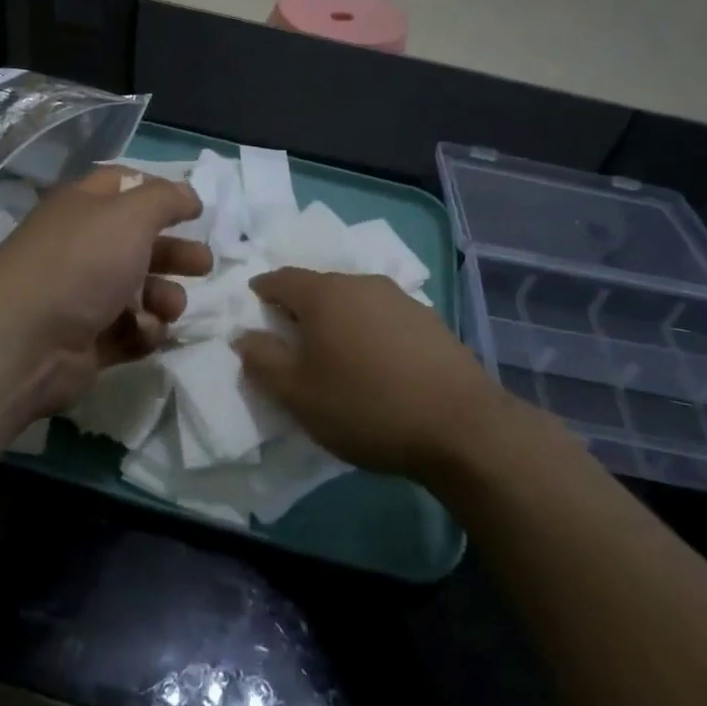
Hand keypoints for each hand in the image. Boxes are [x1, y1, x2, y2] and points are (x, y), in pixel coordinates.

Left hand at [0, 167, 210, 422]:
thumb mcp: (130, 214)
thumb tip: (190, 195)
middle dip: (176, 253)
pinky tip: (143, 331)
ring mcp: (85, 296)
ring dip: (165, 297)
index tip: (193, 209)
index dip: (160, 193)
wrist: (26, 341)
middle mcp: (84, 247)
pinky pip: (132, 330)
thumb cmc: (81, 263)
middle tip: (203, 264)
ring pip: (142, 291)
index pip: (124, 186)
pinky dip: (144, 331)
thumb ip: (166, 199)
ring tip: (169, 306)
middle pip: (141, 243)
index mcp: (84, 208)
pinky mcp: (90, 340)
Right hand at [232, 268, 523, 482]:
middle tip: (290, 338)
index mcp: (324, 294)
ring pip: (354, 301)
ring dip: (337, 320)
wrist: (461, 427)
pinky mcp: (431, 322)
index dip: (262, 290)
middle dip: (300, 307)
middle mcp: (362, 284)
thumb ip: (263, 360)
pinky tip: (375, 362)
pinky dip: (368, 331)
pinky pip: (383, 317)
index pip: (281, 279)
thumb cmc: (365, 406)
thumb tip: (245, 335)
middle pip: (319, 287)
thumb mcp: (297, 393)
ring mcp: (401, 300)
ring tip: (334, 353)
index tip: (253, 307)